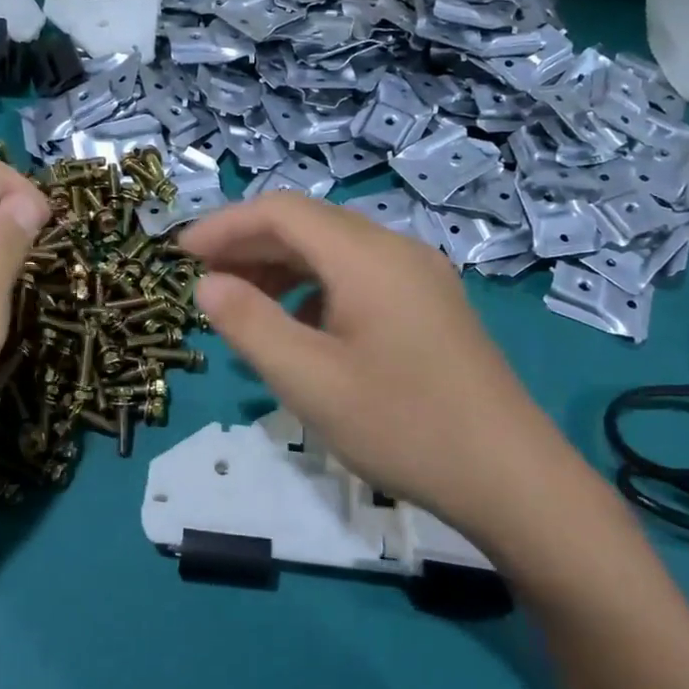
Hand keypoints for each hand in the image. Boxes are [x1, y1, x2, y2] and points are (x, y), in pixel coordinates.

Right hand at [181, 194, 581, 553]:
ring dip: (281, 269)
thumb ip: (250, 325)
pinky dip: (315, 290)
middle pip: (308, 226)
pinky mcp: (430, 306)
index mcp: (367, 256)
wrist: (510, 477)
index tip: (178, 257)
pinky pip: (359, 278)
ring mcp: (420, 277)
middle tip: (203, 285)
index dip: (223, 226)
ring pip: (334, 252)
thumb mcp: (309, 380)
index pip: (280, 212)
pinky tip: (300, 329)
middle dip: (248, 247)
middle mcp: (397, 250)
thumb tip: (207, 284)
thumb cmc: (402, 425)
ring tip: (243, 307)